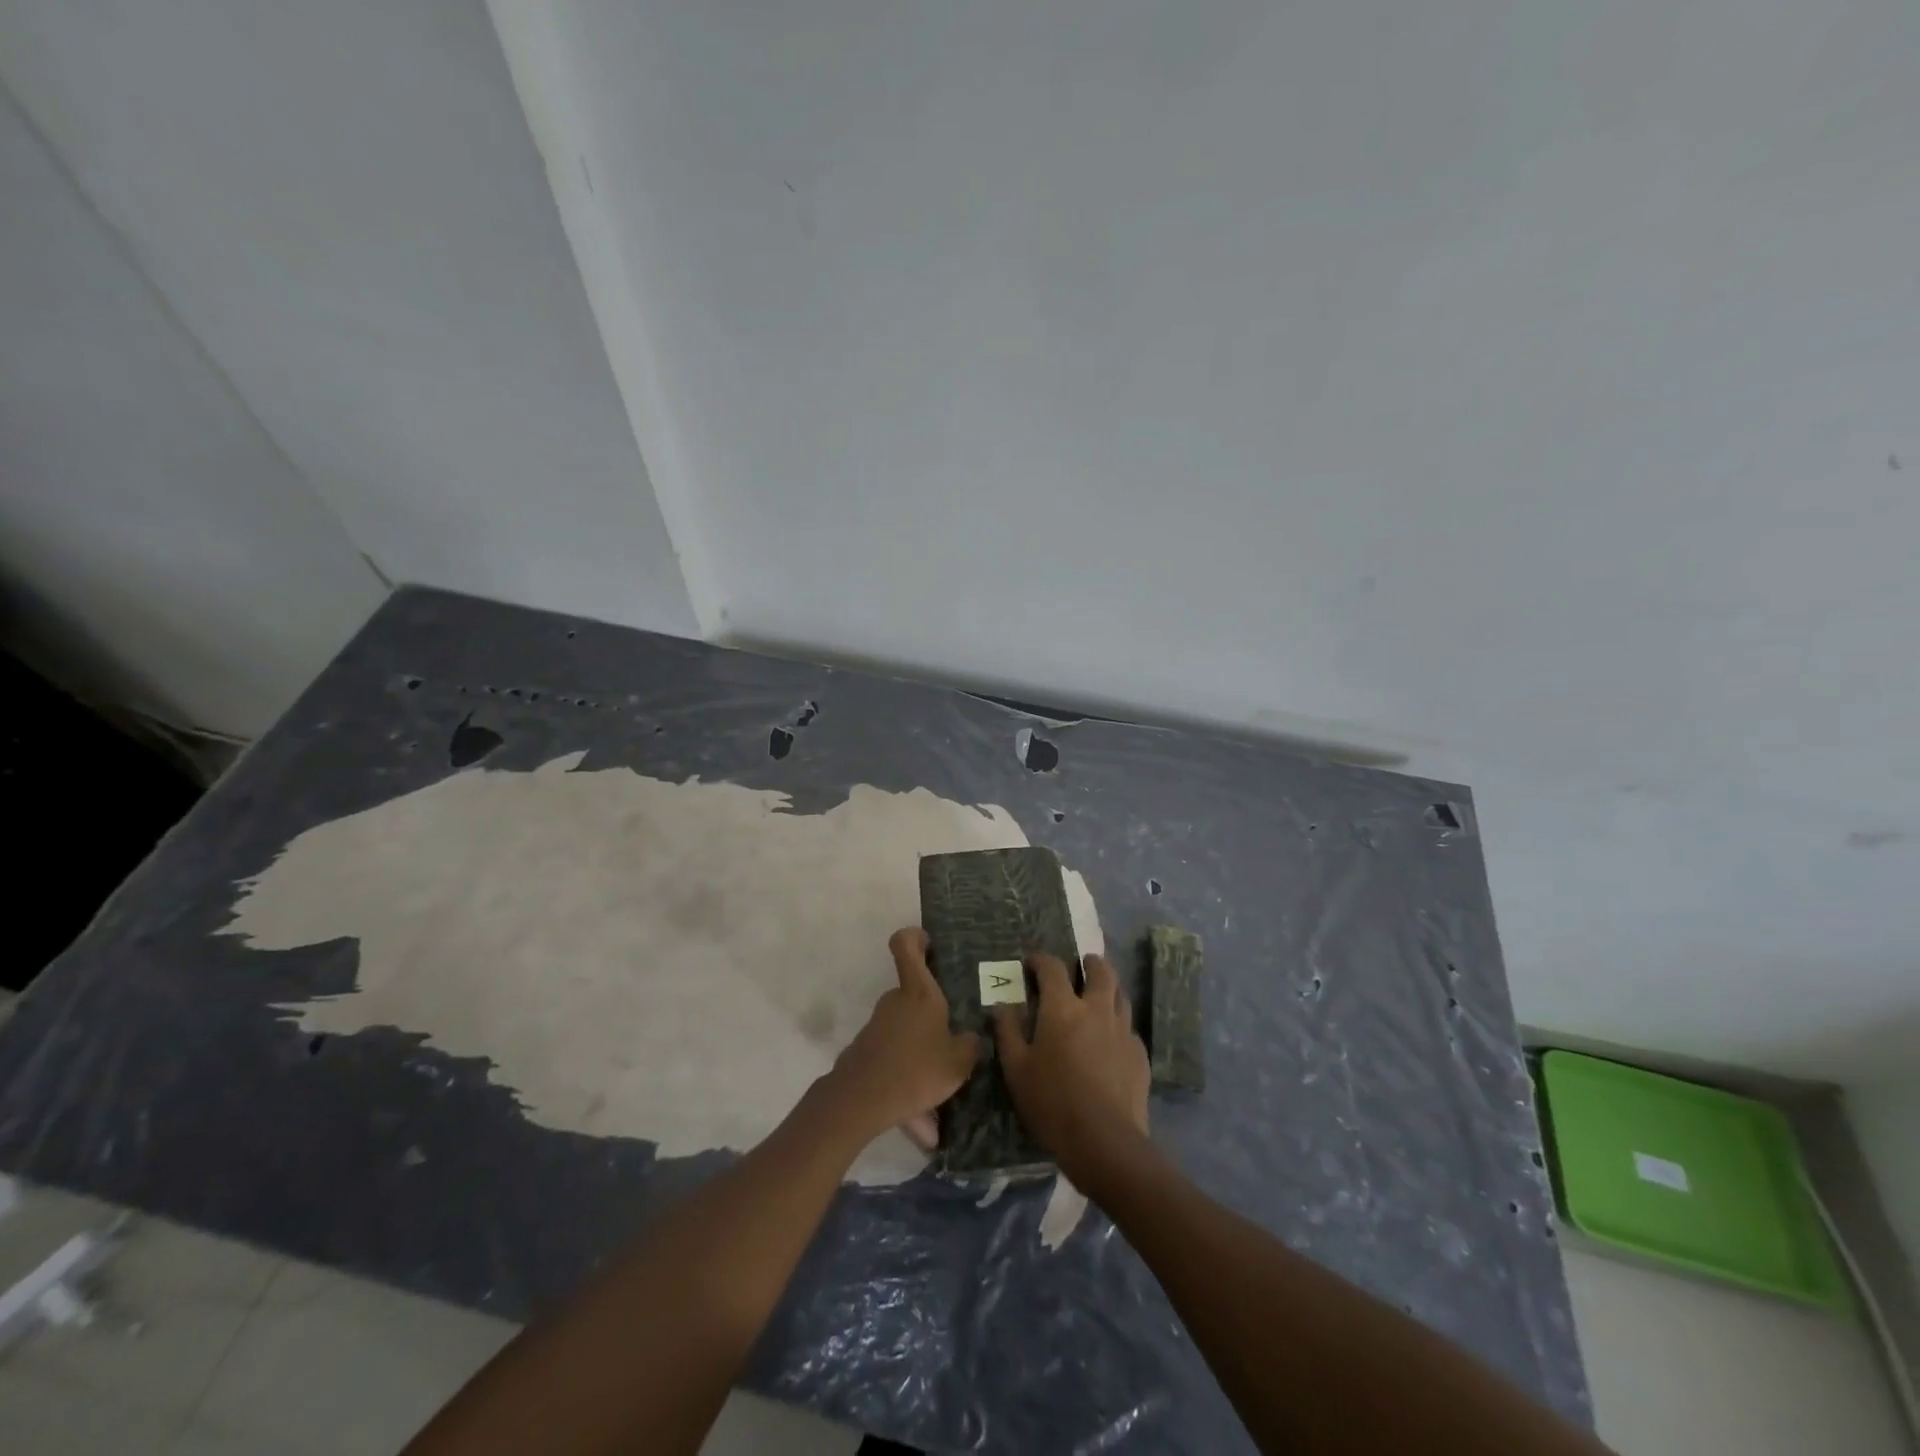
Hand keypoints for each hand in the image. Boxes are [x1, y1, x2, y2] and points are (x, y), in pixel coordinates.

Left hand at [828, 928, 979, 1149]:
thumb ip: (970, 1046)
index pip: (905, 945)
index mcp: (918, 993)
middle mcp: (895, 1002)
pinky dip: (910, 1088)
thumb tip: (971, 1039)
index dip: (914, 937)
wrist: (861, 1101)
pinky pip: (897, 1065)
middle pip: (914, 997)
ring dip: (924, 1063)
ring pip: (908, 1038)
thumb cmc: (916, 1069)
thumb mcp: (958, 1062)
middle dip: (934, 1019)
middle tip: (954, 1044)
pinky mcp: (866, 1053)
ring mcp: (877, 1027)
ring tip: (941, 1108)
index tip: (928, 943)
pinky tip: (923, 1129)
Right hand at [994, 953, 1149, 1184]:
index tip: (1032, 964)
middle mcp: (1097, 1009)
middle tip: (1080, 966)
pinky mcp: (1139, 1054)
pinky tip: (1111, 1039)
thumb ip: (1007, 1032)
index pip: (1053, 967)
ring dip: (1108, 988)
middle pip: (1101, 970)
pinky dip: (1118, 1023)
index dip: (1041, 960)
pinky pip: (1129, 1027)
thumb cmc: (1052, 1102)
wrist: (1105, 1142)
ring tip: (1098, 996)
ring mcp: (1123, 1030)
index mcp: (1063, 1008)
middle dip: (1089, 963)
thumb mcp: (1016, 1069)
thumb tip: (1002, 1005)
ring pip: (1120, 994)